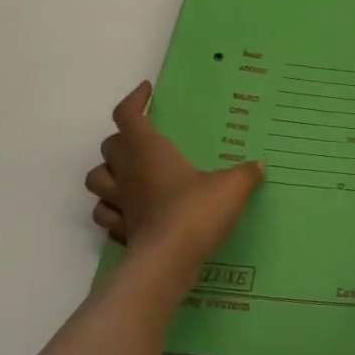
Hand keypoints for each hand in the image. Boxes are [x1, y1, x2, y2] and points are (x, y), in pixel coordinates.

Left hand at [86, 82, 262, 267]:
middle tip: (146, 140)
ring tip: (131, 175)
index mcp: (149, 151)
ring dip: (109, 174)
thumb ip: (245, 173)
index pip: (127, 115)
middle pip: (109, 145)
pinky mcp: (121, 231)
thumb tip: (257, 166)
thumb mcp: (232, 187)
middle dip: (123, 139)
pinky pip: (107, 215)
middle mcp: (128, 172)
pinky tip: (134, 211)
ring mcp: (120, 203)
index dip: (134, 100)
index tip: (147, 93)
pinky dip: (115, 209)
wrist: (168, 262)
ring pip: (96, 180)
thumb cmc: (196, 212)